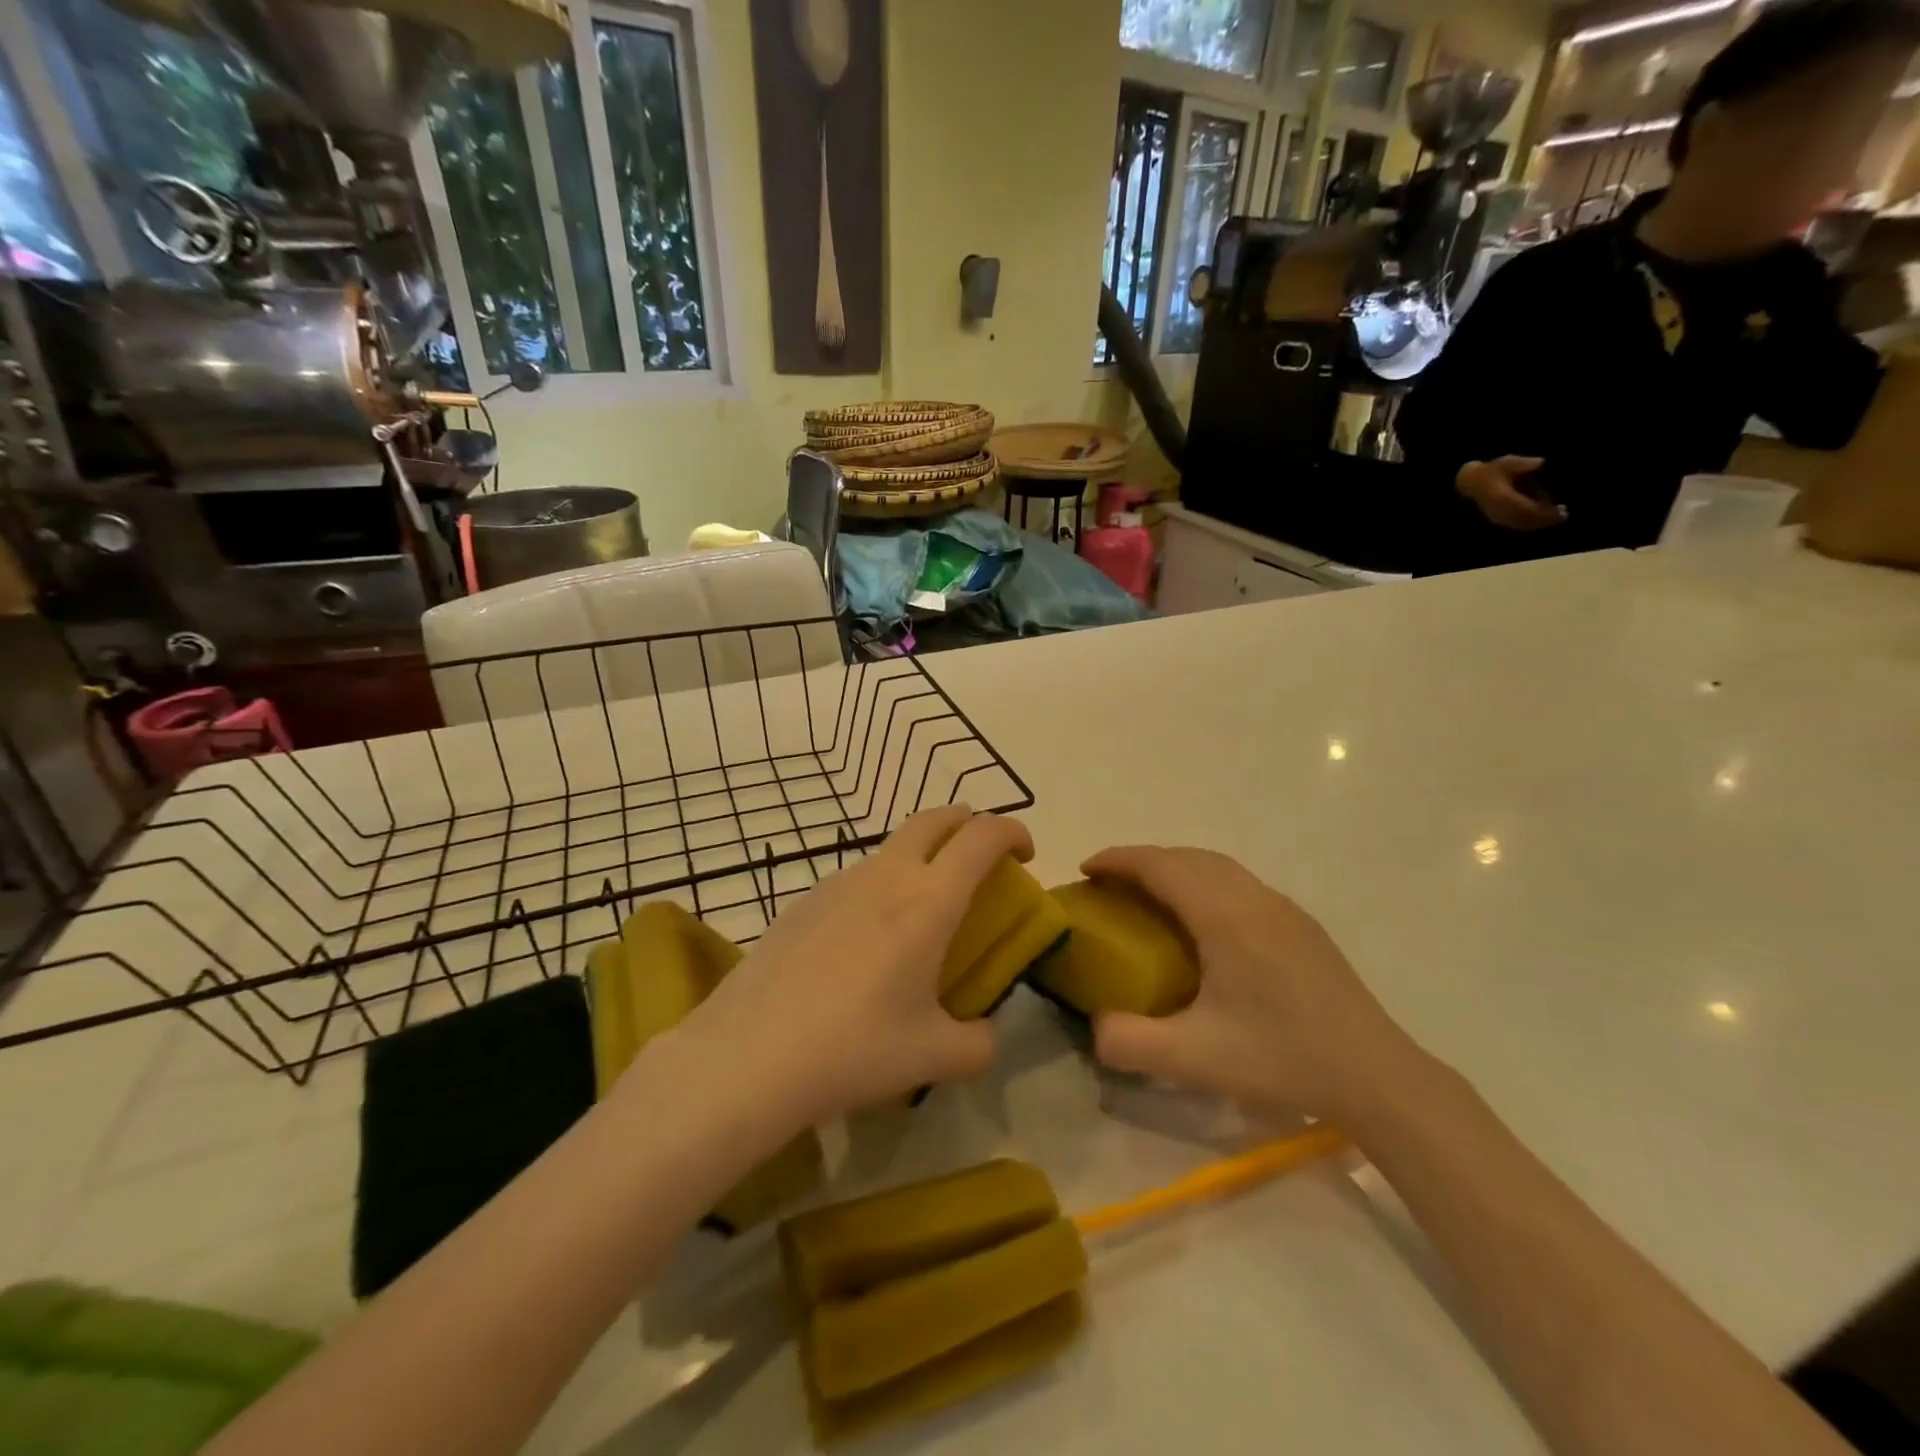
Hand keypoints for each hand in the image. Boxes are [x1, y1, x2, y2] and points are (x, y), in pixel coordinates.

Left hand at [683, 805, 1032, 1125]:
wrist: (749, 1057)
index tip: (1025, 856)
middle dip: (967, 823)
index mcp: (929, 901)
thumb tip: (986, 1034)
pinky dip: (881, 886)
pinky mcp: (803, 901)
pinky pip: (857, 877)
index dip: (1013, 832)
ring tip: (922, 910)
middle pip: (935, 818)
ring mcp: (838, 882)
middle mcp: (886, 876)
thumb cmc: (855, 1049)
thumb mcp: (935, 1057)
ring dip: (921, 857)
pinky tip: (866, 942)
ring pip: (892, 847)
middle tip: (980, 858)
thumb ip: (980, 1043)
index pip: (982, 836)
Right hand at [1082, 847, 1427, 1124]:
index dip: (1118, 860)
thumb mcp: (1193, 1059)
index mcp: (1225, 916)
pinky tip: (1204, 924)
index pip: (1161, 865)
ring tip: (1149, 897)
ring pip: (1217, 867)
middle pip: (1187, 857)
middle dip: (1142, 861)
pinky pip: (1240, 883)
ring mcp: (1283, 908)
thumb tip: (1093, 1026)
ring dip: (1176, 868)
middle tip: (1110, 886)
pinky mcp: (1302, 925)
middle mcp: (1254, 898)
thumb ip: (1128, 1041)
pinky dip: (1205, 883)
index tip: (1085, 870)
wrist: (1377, 1075)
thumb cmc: (1282, 1058)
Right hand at [1458, 456, 1566, 530]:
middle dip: (1544, 519)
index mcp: (1501, 497)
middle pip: (1525, 519)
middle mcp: (1498, 510)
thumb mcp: (1507, 462)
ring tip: (1556, 517)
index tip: (1560, 510)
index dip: (1543, 512)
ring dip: (1538, 523)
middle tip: (1563, 515)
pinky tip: (1540, 520)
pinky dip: (1529, 524)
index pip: (1526, 508)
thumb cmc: (1491, 470)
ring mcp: (1496, 516)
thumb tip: (1541, 463)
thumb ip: (1523, 464)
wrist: (1471, 481)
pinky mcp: (1497, 519)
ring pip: (1521, 524)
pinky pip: (1515, 524)